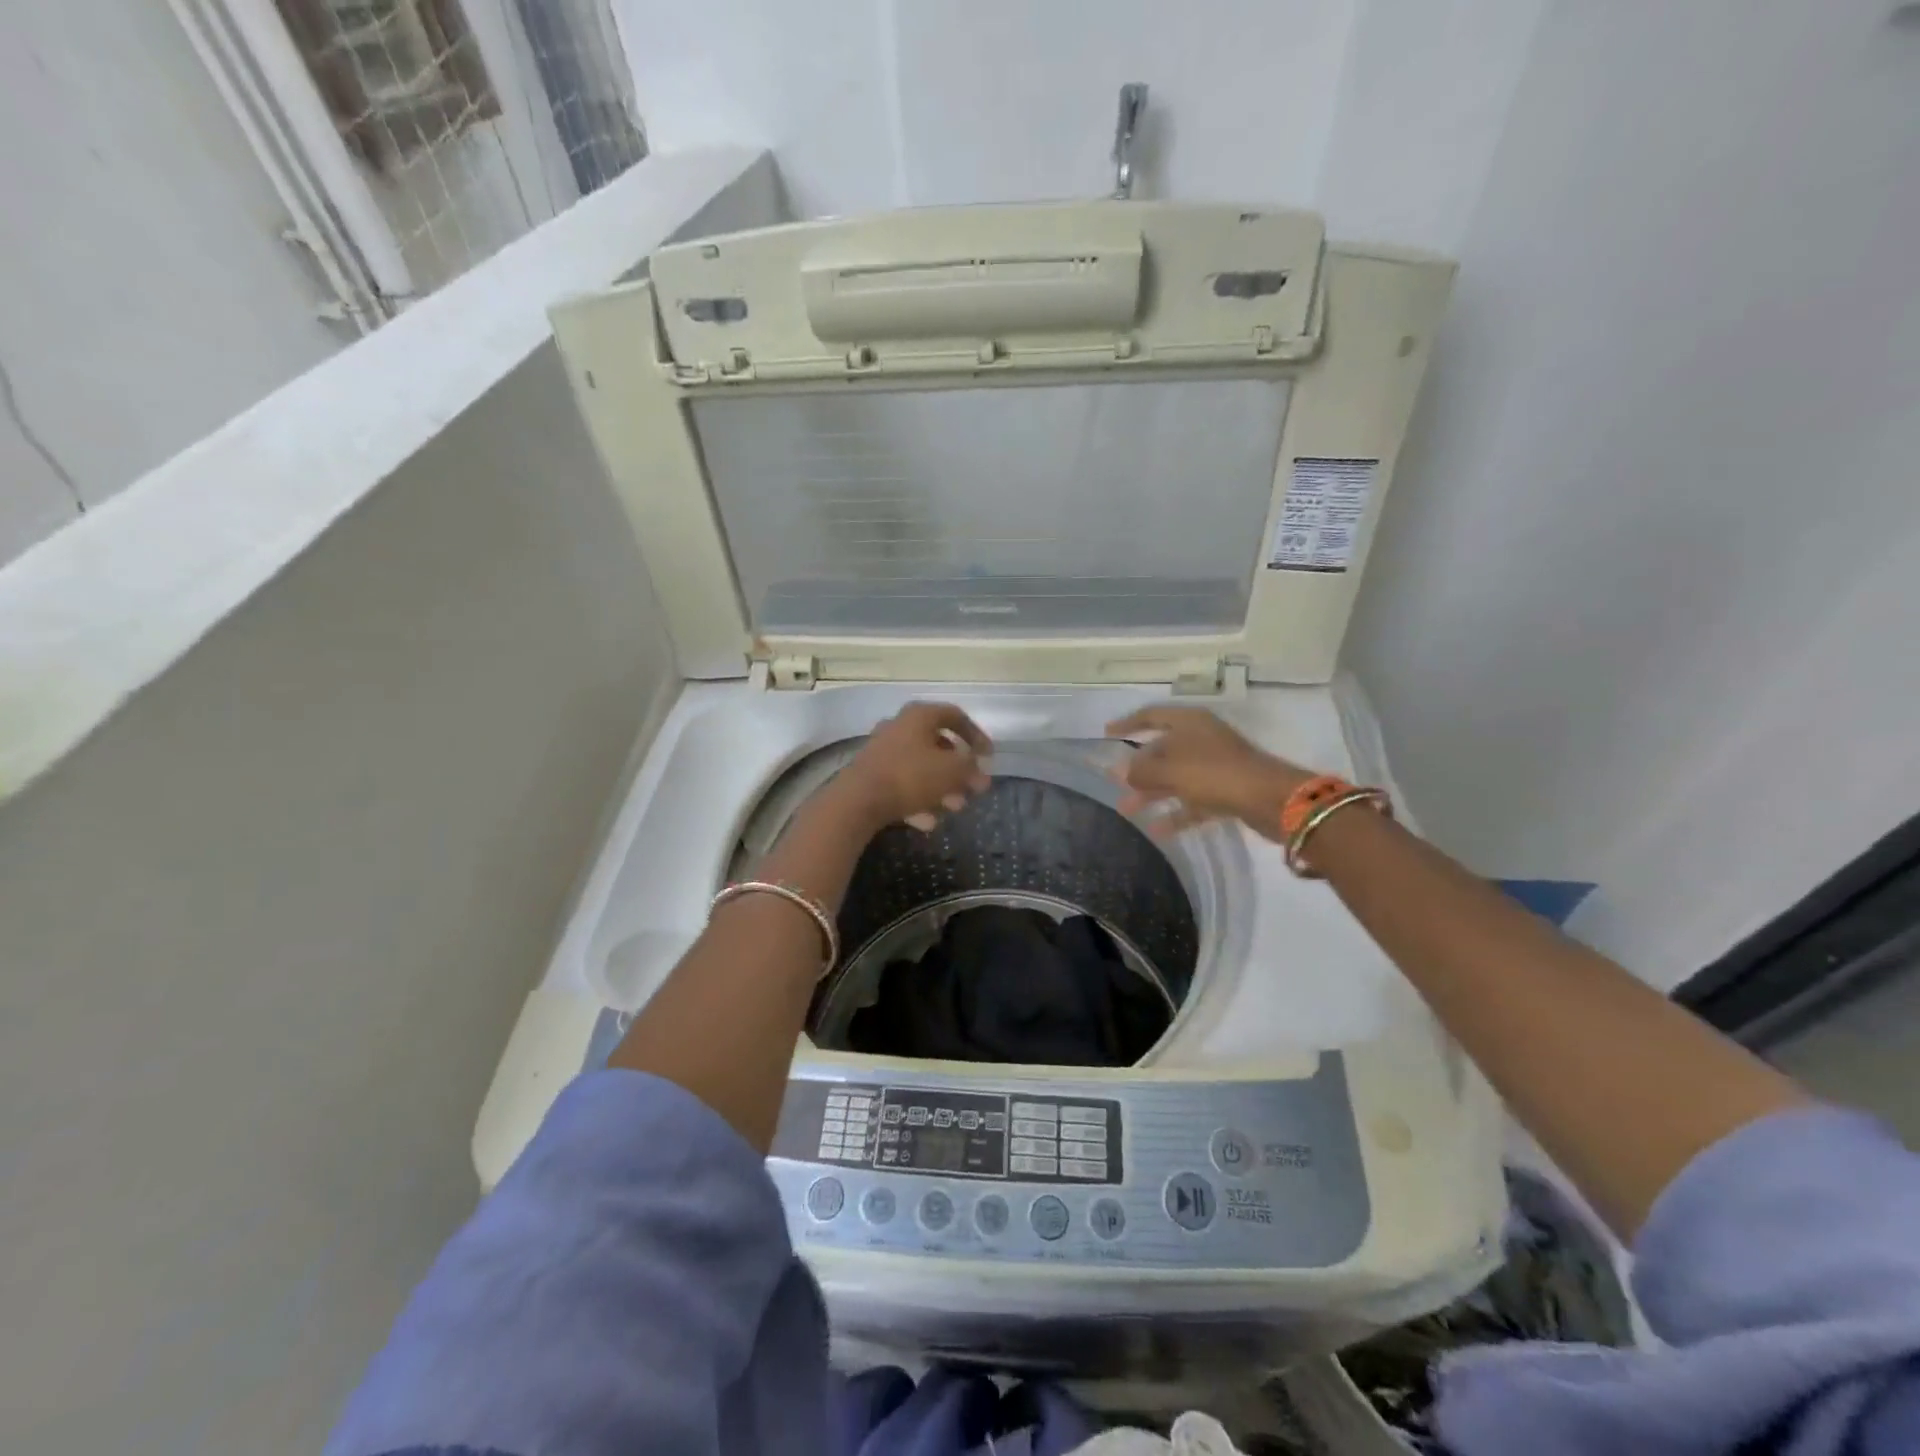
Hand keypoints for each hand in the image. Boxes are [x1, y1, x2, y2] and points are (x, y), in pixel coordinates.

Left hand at [835, 702, 992, 832]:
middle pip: (938, 745)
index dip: (976, 735)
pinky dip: (918, 799)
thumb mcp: (951, 770)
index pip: (955, 716)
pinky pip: (902, 783)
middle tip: (973, 790)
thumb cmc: (910, 776)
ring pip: (921, 767)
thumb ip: (971, 768)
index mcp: (919, 716)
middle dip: (958, 770)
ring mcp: (882, 750)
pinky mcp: (871, 774)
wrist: (857, 800)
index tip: (988, 757)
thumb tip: (979, 771)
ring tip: (953, 809)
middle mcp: (899, 727)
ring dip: (941, 787)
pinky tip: (927, 822)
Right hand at [1106, 705, 1309, 840]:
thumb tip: (1122, 773)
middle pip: (1162, 750)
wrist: (1270, 799)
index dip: (1128, 723)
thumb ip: (1141, 771)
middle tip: (1114, 783)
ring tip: (1127, 809)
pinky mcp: (1226, 791)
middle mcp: (1202, 739)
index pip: (1152, 715)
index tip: (1107, 734)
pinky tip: (1157, 829)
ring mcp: (1216, 766)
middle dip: (1137, 768)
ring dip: (1152, 793)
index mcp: (1189, 722)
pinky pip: (1193, 800)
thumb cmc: (1214, 773)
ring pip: (1175, 777)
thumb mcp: (1170, 770)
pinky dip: (1176, 813)